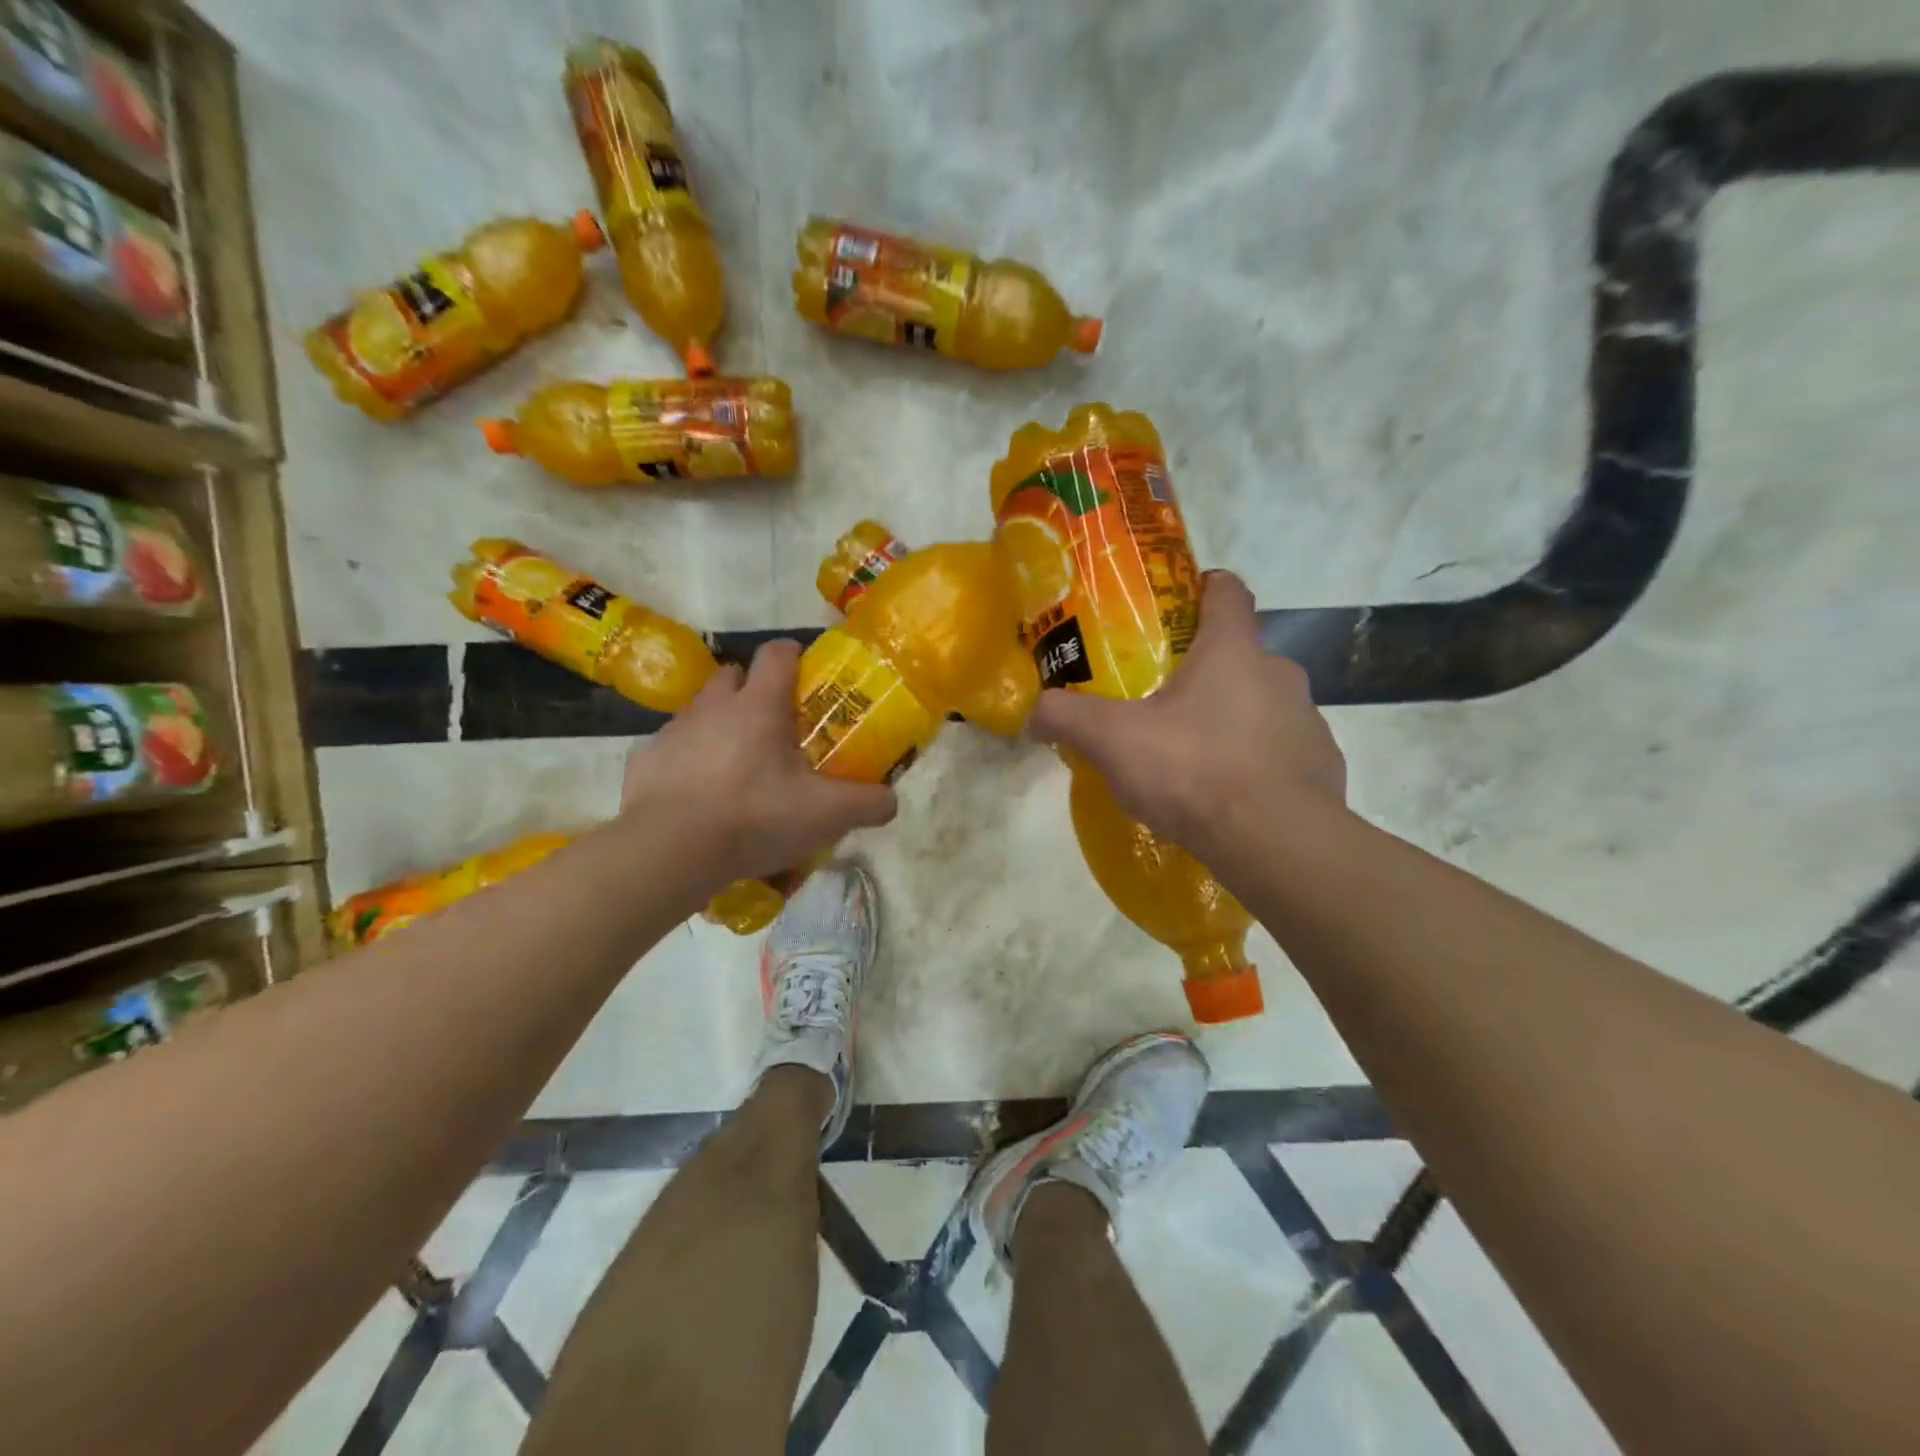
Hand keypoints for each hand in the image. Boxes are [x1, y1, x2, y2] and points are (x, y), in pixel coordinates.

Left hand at [619, 640, 896, 887]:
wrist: (669, 850)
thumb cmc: (754, 817)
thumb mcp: (827, 815)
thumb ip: (868, 803)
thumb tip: (890, 799)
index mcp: (759, 706)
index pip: (778, 654)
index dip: (795, 656)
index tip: (807, 676)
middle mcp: (713, 706)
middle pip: (734, 676)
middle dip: (753, 691)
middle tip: (774, 729)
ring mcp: (674, 731)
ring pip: (702, 712)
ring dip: (720, 727)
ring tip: (737, 769)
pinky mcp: (646, 760)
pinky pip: (673, 749)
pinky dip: (688, 762)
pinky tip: (699, 797)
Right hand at [1028, 573, 1346, 859]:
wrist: (1274, 841)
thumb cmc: (1192, 769)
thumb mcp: (1112, 740)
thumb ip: (1067, 717)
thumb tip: (1034, 714)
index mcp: (1232, 651)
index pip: (1227, 591)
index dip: (1202, 588)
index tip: (1176, 606)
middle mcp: (1279, 672)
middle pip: (1240, 654)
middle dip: (1205, 670)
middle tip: (1164, 702)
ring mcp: (1307, 719)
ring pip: (1262, 704)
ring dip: (1232, 719)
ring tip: (1194, 756)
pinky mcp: (1322, 764)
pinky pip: (1282, 750)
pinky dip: (1257, 761)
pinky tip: (1229, 793)